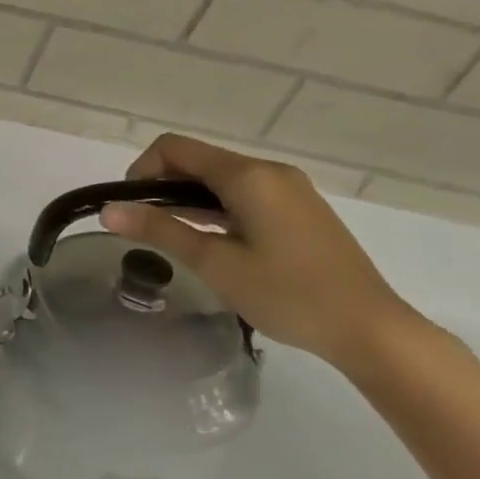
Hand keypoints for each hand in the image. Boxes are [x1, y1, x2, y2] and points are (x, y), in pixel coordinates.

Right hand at [98, 133, 423, 370]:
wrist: (372, 330)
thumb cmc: (288, 293)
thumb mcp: (214, 262)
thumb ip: (159, 230)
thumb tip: (107, 210)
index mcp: (248, 176)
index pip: (174, 148)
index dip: (141, 170)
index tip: (131, 208)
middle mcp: (270, 172)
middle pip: (198, 160)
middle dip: (163, 185)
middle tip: (147, 227)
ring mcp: (290, 190)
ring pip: (221, 179)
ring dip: (189, 199)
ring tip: (174, 237)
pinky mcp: (300, 210)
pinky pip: (244, 194)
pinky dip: (217, 208)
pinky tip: (213, 242)